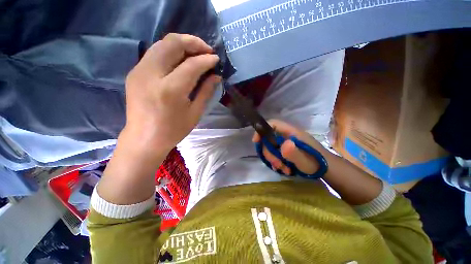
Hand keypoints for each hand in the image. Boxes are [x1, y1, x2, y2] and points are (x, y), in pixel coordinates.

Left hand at [123, 33, 220, 153]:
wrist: (144, 139)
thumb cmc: (174, 130)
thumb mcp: (195, 113)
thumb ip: (206, 91)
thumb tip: (216, 76)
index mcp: (170, 89)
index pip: (192, 65)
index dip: (206, 59)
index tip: (216, 59)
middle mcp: (152, 74)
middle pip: (172, 43)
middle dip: (193, 42)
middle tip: (207, 51)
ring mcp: (139, 71)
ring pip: (162, 44)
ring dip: (182, 44)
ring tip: (196, 53)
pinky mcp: (135, 72)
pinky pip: (155, 53)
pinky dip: (171, 51)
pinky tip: (181, 60)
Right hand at [252, 120, 322, 174]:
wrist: (328, 169)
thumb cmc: (317, 163)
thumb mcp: (305, 160)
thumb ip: (294, 153)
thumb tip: (283, 144)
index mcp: (291, 132)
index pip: (272, 124)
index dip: (262, 130)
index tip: (256, 141)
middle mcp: (287, 135)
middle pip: (269, 138)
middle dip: (269, 152)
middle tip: (276, 164)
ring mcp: (286, 143)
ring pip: (271, 147)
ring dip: (273, 159)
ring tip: (283, 169)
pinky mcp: (287, 150)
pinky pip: (275, 153)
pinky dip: (277, 161)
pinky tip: (284, 169)